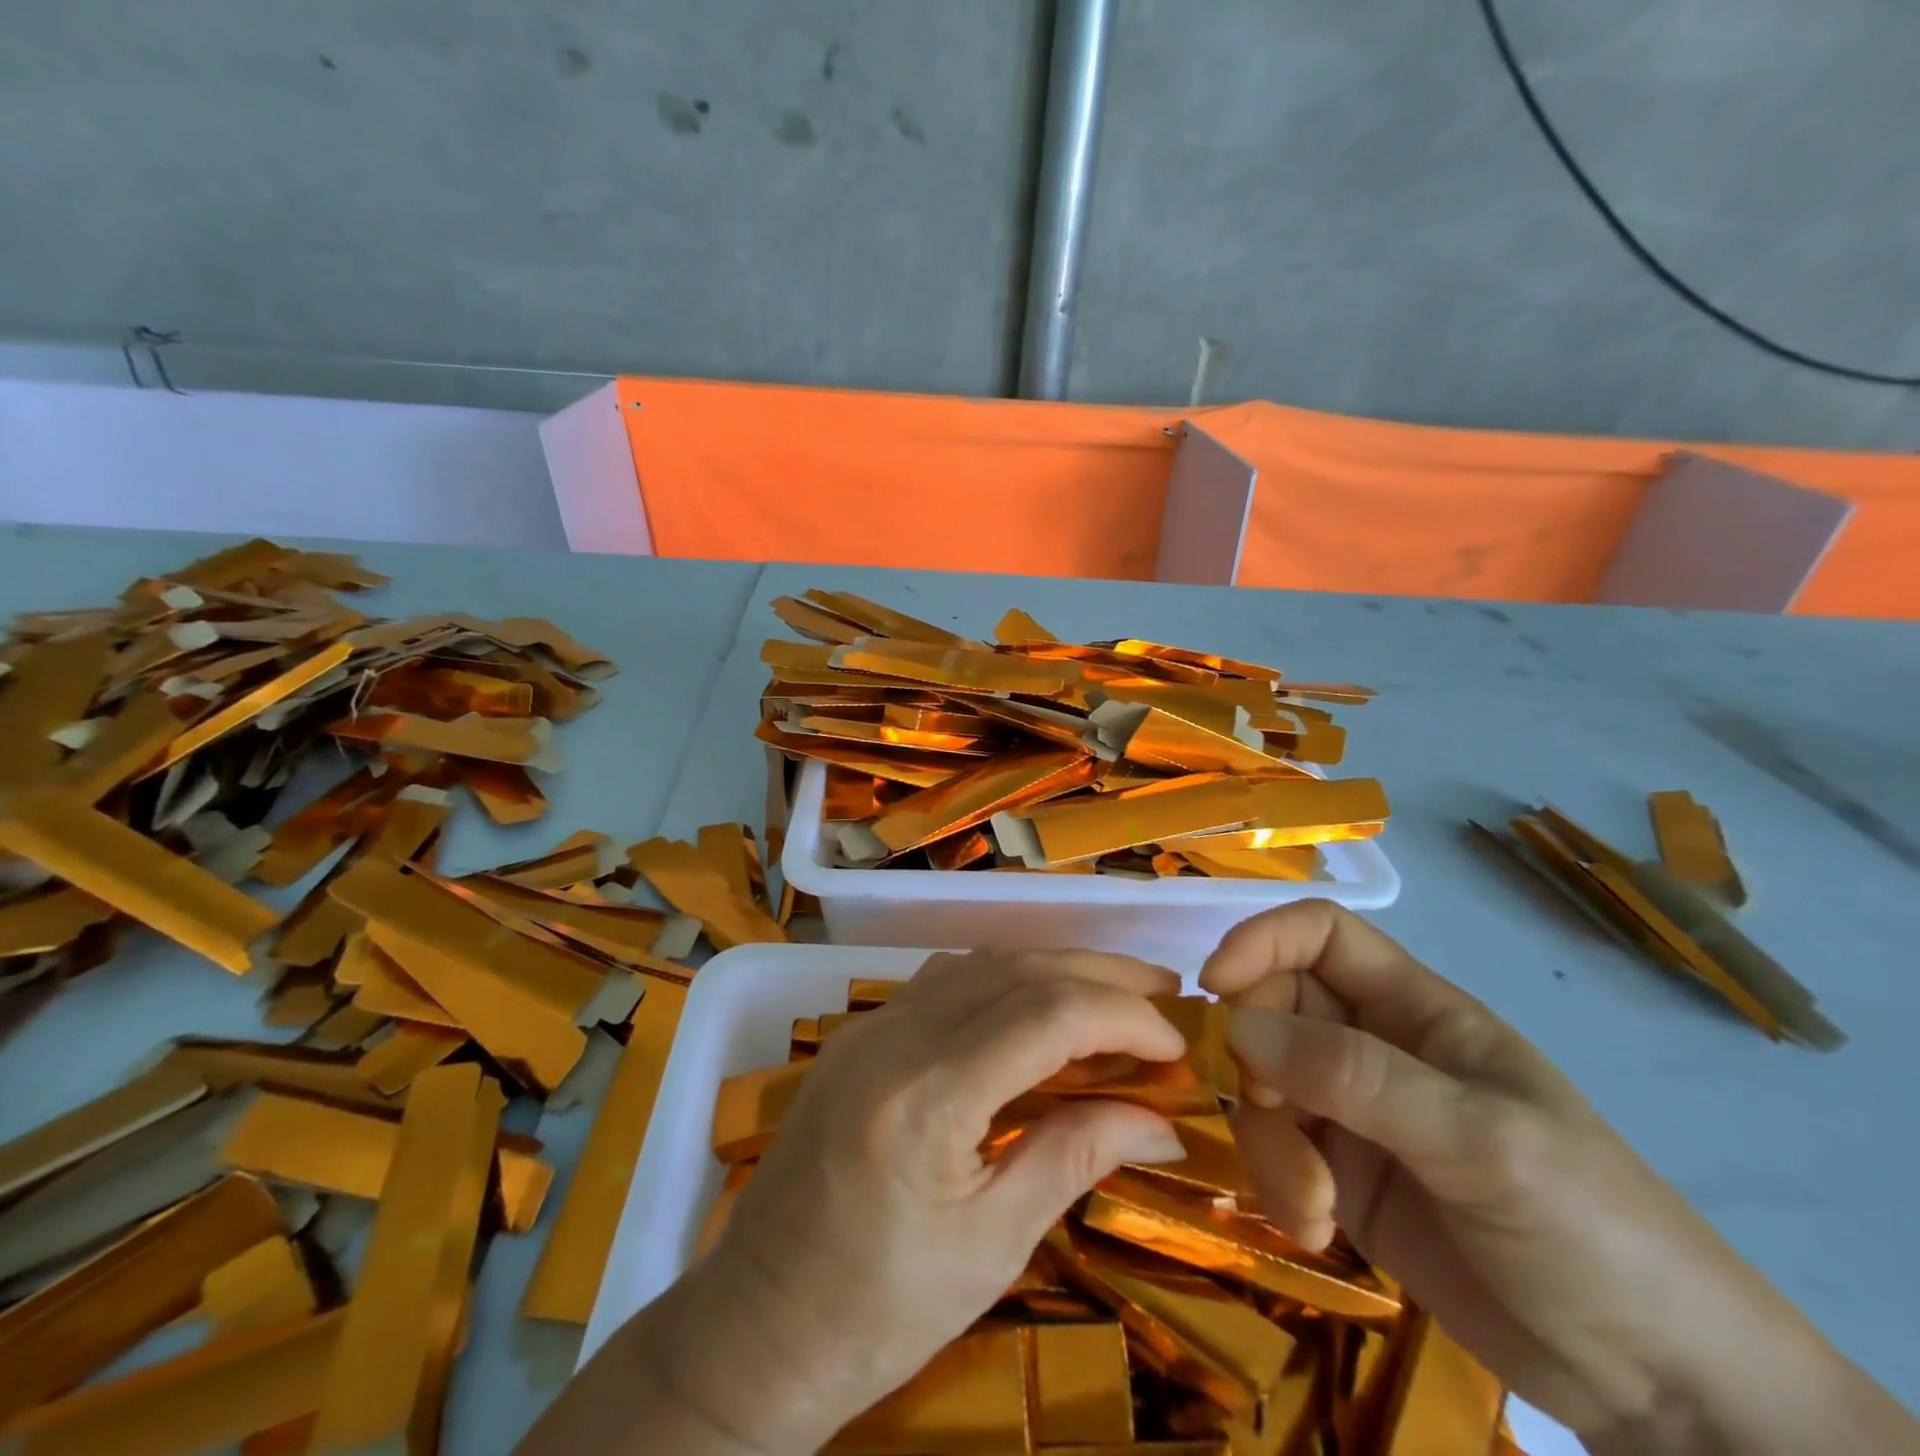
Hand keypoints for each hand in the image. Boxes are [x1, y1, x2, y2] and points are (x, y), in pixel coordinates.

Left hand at [660, 947, 1188, 1455]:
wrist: (758, 1325)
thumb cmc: (880, 1311)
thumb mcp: (994, 1245)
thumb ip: (1076, 1156)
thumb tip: (1162, 1121)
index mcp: (927, 1097)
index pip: (1047, 1013)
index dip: (1123, 1016)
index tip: (1176, 1043)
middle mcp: (894, 1036)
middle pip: (1016, 968)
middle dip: (1099, 974)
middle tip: (1164, 993)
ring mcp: (869, 1026)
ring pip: (980, 962)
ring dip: (1052, 968)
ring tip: (1113, 994)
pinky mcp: (859, 1033)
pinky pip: (944, 980)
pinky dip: (1004, 979)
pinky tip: (1036, 1005)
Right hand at [1203, 901, 1916, 1452]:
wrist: (1661, 1389)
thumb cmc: (1592, 1229)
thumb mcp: (1478, 1141)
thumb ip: (1354, 1074)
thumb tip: (1234, 1025)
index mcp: (1415, 1010)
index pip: (1318, 934)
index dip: (1260, 942)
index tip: (1213, 987)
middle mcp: (1373, 1048)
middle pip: (1272, 1009)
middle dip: (1256, 1059)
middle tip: (1276, 1112)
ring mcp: (1353, 1114)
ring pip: (1262, 1084)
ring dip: (1268, 1139)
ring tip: (1312, 1206)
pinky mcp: (1341, 1176)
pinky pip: (1275, 1149)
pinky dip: (1278, 1182)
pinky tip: (1317, 1228)